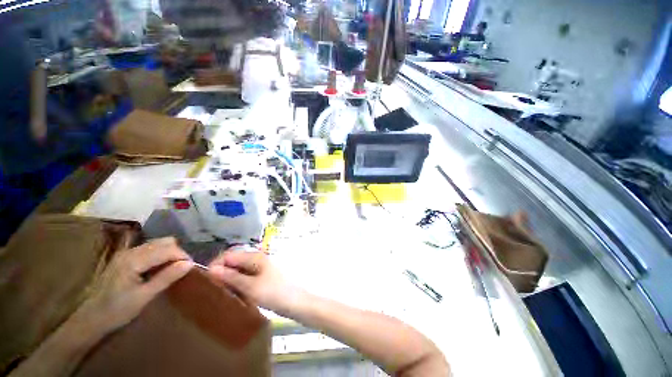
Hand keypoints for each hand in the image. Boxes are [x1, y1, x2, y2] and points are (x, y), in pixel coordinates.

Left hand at [73, 237, 192, 335]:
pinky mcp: (125, 257)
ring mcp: (126, 253)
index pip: (168, 249)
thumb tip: (190, 263)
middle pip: (164, 242)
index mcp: (134, 260)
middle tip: (182, 268)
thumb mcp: (144, 296)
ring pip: (158, 243)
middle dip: (177, 252)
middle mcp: (131, 251)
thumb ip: (167, 277)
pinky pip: (150, 248)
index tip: (191, 267)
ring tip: (173, 268)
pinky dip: (160, 255)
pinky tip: (160, 268)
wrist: (91, 319)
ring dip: (170, 253)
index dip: (183, 256)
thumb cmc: (117, 310)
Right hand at [208, 251, 297, 313]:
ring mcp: (259, 268)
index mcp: (255, 257)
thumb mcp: (250, 287)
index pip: (229, 255)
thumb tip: (211, 269)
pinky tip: (233, 294)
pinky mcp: (261, 277)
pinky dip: (237, 284)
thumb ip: (231, 277)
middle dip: (222, 273)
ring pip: (238, 270)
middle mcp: (256, 259)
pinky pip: (245, 277)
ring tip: (221, 293)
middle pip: (233, 262)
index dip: (216, 265)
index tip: (206, 281)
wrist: (294, 302)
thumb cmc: (273, 293)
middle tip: (213, 290)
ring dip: (229, 280)